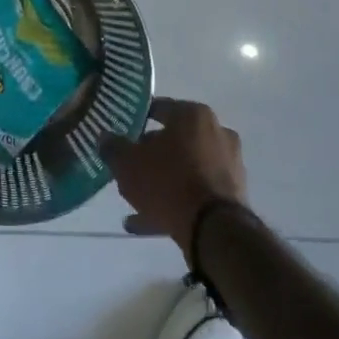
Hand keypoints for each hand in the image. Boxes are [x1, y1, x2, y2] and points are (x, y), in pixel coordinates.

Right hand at [104, 97, 248, 262]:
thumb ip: (113, 148)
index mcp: (193, 114)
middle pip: (175, 139)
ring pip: (186, 168)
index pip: (159, 108)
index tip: (122, 134)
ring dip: (163, 182)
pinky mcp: (233, 194)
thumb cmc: (168, 182)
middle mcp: (216, 132)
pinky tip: (148, 222)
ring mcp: (228, 164)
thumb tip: (104, 138)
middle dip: (151, 155)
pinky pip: (197, 192)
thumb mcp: (128, 163)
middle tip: (130, 169)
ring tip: (135, 203)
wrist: (213, 230)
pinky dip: (176, 202)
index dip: (137, 120)